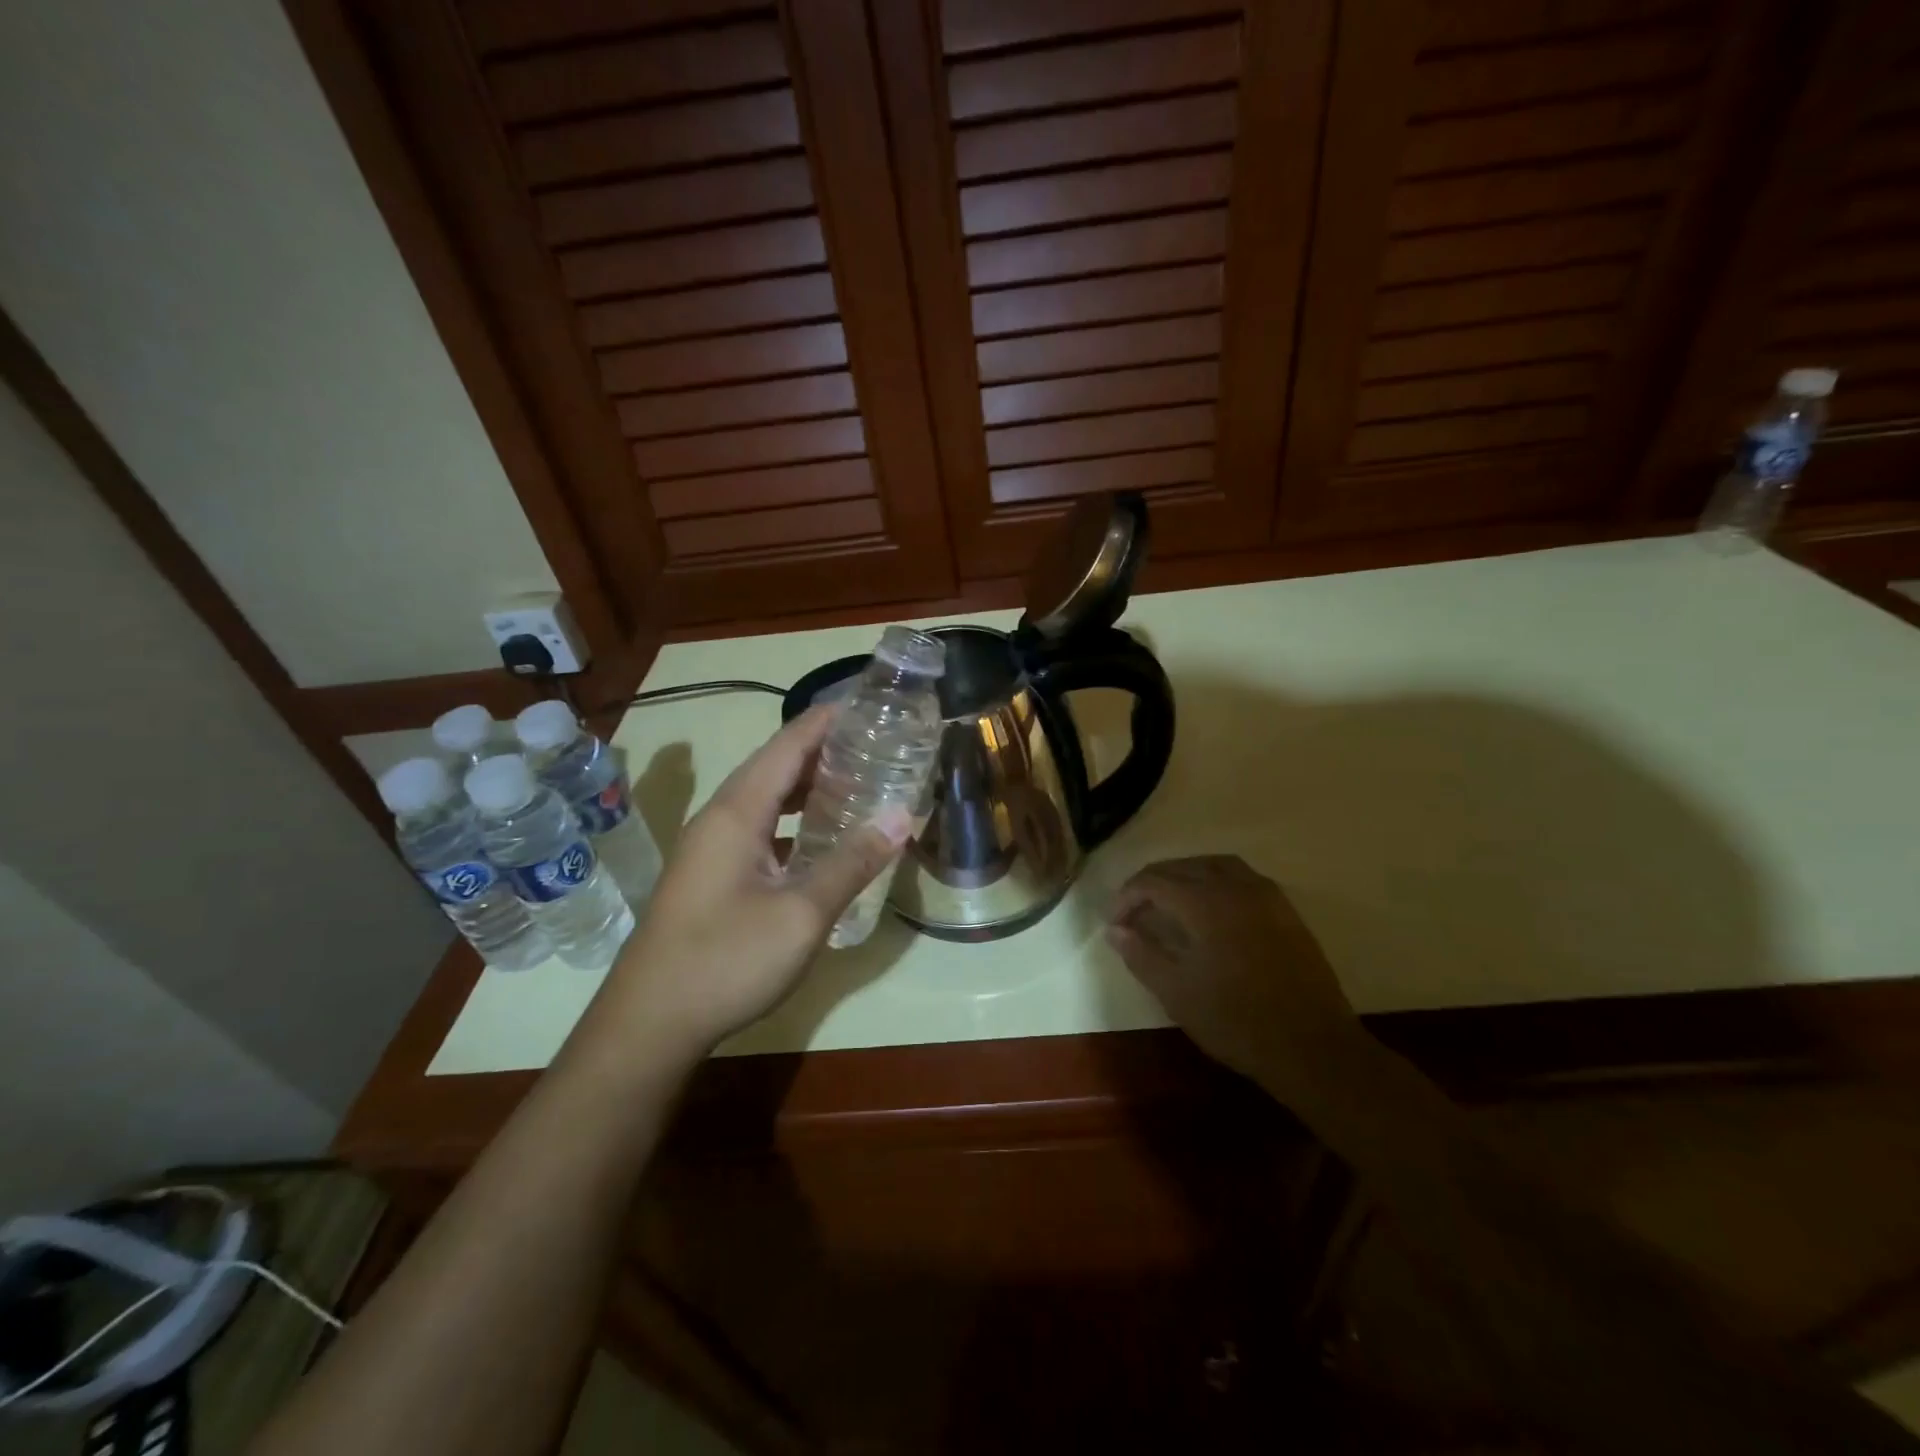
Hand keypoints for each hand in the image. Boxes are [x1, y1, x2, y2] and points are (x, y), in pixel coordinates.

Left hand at [584, 706, 910, 1065]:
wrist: (648, 1025)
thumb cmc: (725, 961)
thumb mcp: (801, 914)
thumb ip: (852, 862)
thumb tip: (901, 817)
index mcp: (737, 811)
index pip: (787, 744)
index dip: (826, 721)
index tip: (869, 705)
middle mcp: (719, 818)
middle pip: (775, 766)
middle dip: (824, 751)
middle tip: (876, 747)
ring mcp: (710, 848)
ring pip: (764, 799)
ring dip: (807, 787)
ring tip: (856, 784)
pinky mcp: (710, 875)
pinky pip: (757, 828)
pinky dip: (791, 820)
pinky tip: (818, 839)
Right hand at [1107, 855, 1358, 1085]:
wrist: (1312, 1046)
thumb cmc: (1236, 1021)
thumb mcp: (1176, 993)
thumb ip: (1141, 955)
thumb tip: (1115, 930)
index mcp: (1204, 902)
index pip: (1153, 881)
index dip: (1126, 897)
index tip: (1114, 923)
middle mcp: (1234, 886)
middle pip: (1182, 866)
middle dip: (1151, 883)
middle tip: (1133, 911)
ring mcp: (1264, 894)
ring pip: (1213, 864)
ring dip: (1184, 875)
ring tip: (1168, 901)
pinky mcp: (1284, 909)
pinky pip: (1241, 876)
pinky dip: (1214, 879)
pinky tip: (1209, 908)